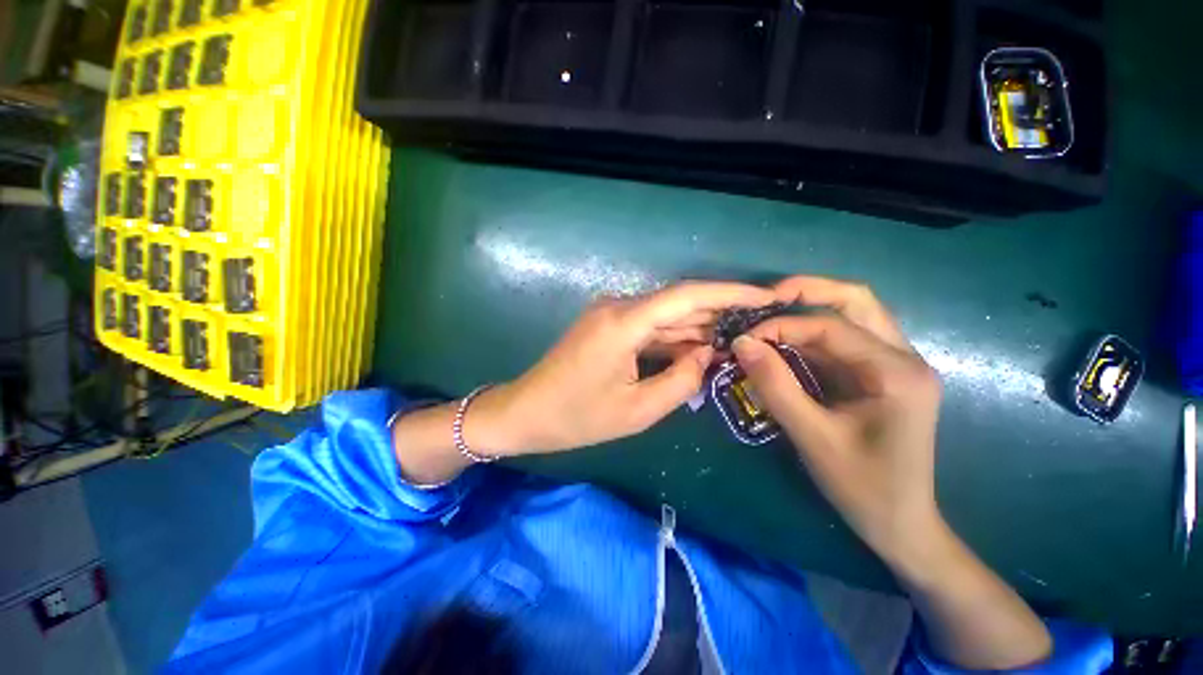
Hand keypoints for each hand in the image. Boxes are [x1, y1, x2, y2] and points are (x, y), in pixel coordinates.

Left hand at [473, 282, 776, 454]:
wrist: (526, 412)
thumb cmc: (576, 418)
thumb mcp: (637, 410)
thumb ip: (681, 381)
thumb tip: (708, 356)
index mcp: (624, 322)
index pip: (687, 296)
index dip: (729, 293)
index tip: (765, 296)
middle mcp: (618, 306)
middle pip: (678, 303)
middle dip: (717, 316)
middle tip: (756, 329)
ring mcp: (610, 314)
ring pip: (665, 316)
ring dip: (696, 329)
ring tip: (734, 344)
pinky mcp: (607, 325)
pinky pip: (649, 327)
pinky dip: (674, 338)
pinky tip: (697, 351)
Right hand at [730, 276, 942, 567]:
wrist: (902, 524)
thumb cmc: (862, 486)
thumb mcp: (811, 436)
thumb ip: (774, 385)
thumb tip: (741, 343)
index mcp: (897, 372)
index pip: (831, 327)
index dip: (782, 325)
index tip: (744, 339)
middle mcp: (904, 358)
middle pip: (857, 300)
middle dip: (809, 291)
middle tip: (766, 296)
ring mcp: (895, 364)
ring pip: (853, 315)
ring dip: (810, 309)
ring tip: (770, 314)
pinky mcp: (881, 375)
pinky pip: (844, 340)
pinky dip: (811, 335)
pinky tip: (785, 342)